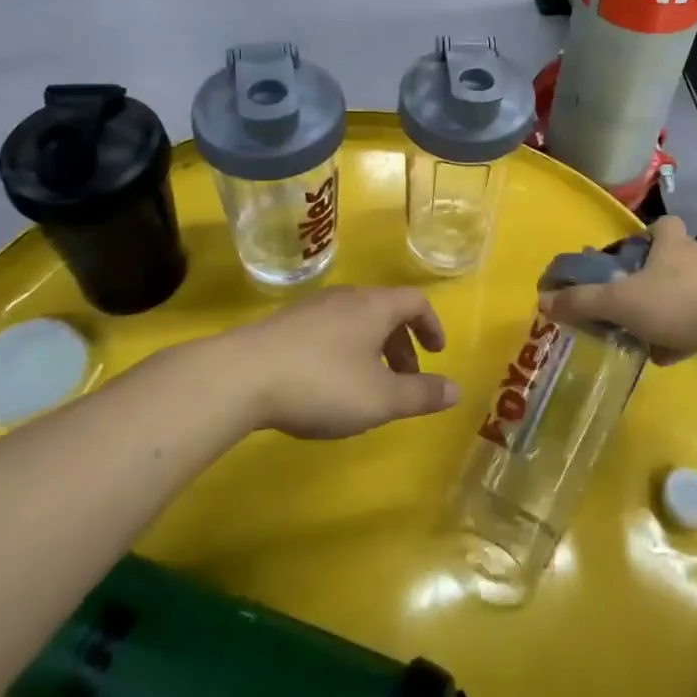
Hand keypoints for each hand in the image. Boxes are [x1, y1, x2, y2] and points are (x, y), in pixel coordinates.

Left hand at [225, 286, 459, 439]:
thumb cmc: (322, 383)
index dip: (431, 325)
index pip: (415, 302)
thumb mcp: (380, 398)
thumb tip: (457, 390)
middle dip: (402, 344)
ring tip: (367, 385)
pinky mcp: (283, 325)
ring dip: (372, 349)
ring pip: (355, 321)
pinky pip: (328, 331)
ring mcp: (311, 309)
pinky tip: (326, 384)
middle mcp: (346, 298)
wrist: (239, 377)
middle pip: (385, 311)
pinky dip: (343, 351)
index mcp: (375, 307)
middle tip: (406, 378)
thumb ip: (421, 394)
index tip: (437, 353)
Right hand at [539, 217, 696, 365]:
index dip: (646, 236)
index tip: (629, 257)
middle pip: (673, 259)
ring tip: (647, 335)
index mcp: (673, 242)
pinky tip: (670, 354)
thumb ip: (582, 302)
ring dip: (668, 311)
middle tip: (631, 301)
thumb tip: (543, 301)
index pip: (662, 224)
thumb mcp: (619, 303)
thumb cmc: (673, 303)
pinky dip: (685, 334)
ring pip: (687, 292)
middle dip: (652, 279)